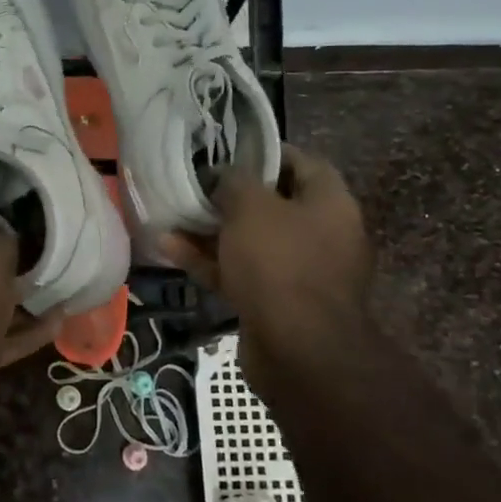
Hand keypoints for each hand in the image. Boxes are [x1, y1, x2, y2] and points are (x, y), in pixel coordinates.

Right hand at [161, 144, 371, 401]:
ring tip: (172, 216)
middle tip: (194, 186)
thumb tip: (225, 176)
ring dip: (211, 230)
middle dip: (230, 196)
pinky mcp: (275, 303)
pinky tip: (170, 249)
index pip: (303, 163)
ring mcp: (298, 272)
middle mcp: (321, 235)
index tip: (229, 151)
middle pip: (273, 205)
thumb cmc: (280, 264)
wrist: (298, 350)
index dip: (266, 153)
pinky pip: (239, 272)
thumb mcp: (252, 208)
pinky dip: (209, 261)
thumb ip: (235, 182)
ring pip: (250, 241)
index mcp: (330, 204)